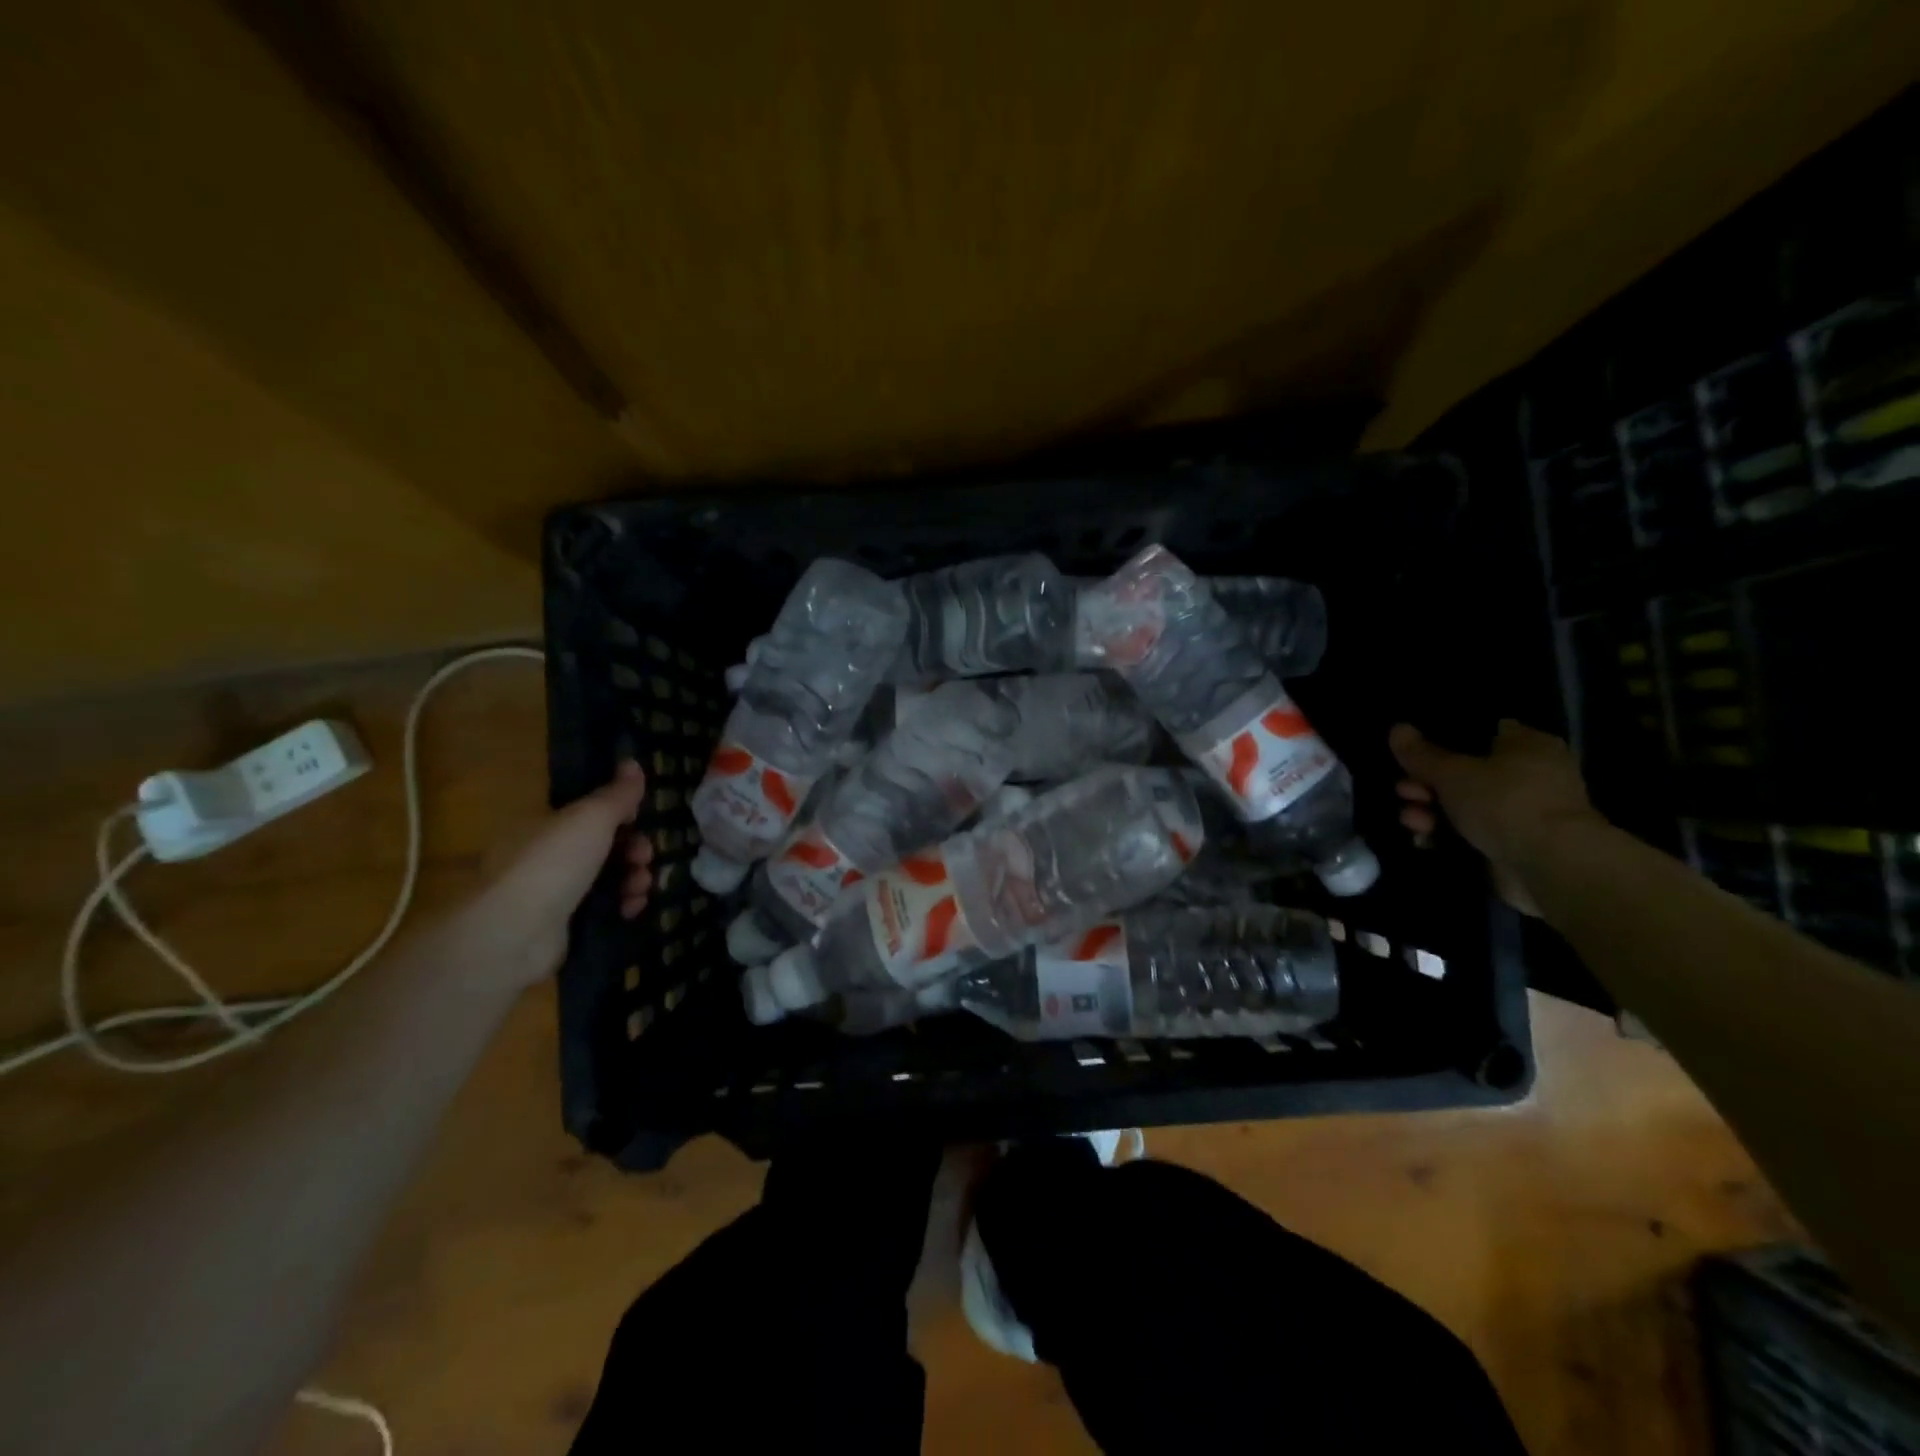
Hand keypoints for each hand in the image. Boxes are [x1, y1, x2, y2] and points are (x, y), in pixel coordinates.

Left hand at [463, 760, 654, 988]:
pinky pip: (603, 909)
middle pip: (604, 846)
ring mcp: (554, 894)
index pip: (591, 814)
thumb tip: (632, 762)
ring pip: (608, 878)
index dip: (622, 815)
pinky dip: (622, 906)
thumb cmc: (553, 863)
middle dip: (634, 849)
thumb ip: (617, 793)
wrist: (514, 934)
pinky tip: (631, 909)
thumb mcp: (591, 817)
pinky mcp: (564, 926)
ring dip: (634, 878)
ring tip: (640, 887)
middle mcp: (547, 856)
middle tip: (644, 857)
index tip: (641, 820)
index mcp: (546, 825)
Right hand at [1388, 720, 1602, 915]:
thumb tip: (1396, 728)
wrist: (1550, 864)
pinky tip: (1424, 840)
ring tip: (1411, 821)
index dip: (1445, 741)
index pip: (1483, 733)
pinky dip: (1448, 836)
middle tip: (1404, 791)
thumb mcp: (1451, 772)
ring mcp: (1524, 812)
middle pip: (1467, 772)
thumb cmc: (1504, 802)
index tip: (1414, 755)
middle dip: (1428, 783)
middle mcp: (1531, 775)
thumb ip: (1420, 753)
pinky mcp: (1516, 843)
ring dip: (1432, 811)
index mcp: (1528, 745)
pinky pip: (1472, 832)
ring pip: (1466, 805)